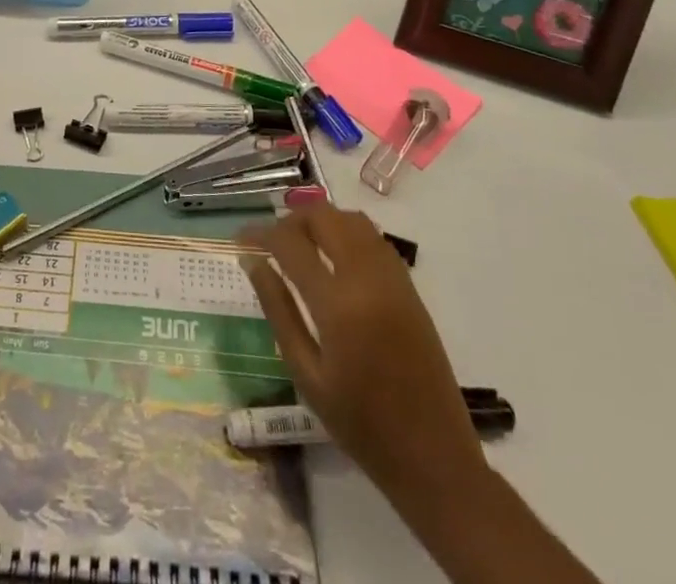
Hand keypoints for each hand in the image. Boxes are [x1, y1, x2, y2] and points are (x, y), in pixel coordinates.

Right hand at [242, 205, 486, 526]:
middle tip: (271, 242)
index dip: (260, 233)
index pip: (289, 243)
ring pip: (351, 219)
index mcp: (337, 304)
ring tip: (301, 245)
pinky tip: (335, 259)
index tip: (241, 238)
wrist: (434, 459)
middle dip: (291, 220)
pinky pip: (374, 238)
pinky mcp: (410, 287)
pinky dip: (348, 233)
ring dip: (322, 221)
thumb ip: (278, 310)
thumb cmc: (361, 425)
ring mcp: (393, 279)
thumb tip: (251, 261)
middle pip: (324, 216)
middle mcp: (367, 278)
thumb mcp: (306, 374)